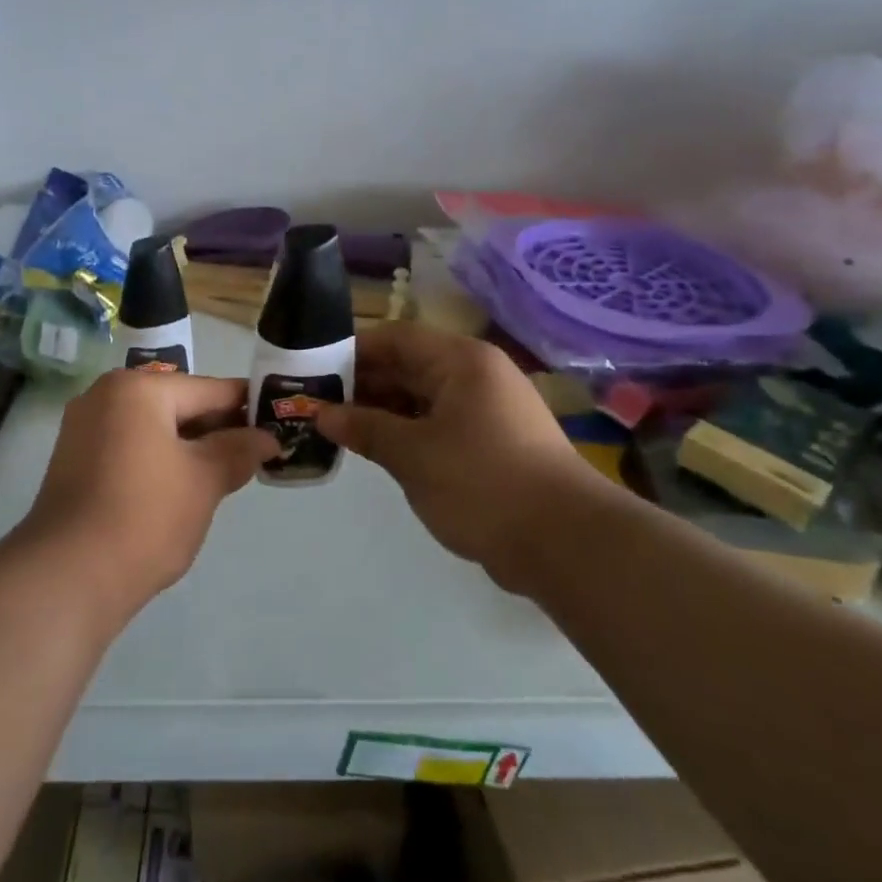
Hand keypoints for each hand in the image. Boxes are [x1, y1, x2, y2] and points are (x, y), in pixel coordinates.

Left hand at [20, 370, 277, 621]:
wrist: (66, 577)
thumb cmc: (145, 517)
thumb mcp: (204, 481)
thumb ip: (237, 450)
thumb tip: (265, 437)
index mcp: (138, 389)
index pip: (207, 389)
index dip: (246, 406)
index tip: (278, 421)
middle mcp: (106, 395)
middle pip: (177, 404)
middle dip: (217, 429)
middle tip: (255, 454)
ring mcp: (84, 427)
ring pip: (153, 427)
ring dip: (189, 446)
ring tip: (224, 473)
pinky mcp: (74, 459)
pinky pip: (130, 445)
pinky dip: (159, 458)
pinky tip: (182, 486)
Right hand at [313, 323, 601, 586]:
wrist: (566, 543)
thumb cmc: (482, 482)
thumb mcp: (412, 454)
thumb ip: (365, 428)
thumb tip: (322, 414)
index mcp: (461, 361)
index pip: (396, 338)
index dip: (353, 351)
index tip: (315, 371)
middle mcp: (476, 375)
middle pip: (409, 366)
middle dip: (364, 385)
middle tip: (319, 404)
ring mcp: (488, 410)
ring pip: (422, 398)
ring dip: (383, 411)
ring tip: (339, 429)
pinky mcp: (493, 442)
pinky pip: (439, 424)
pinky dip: (408, 432)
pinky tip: (378, 450)